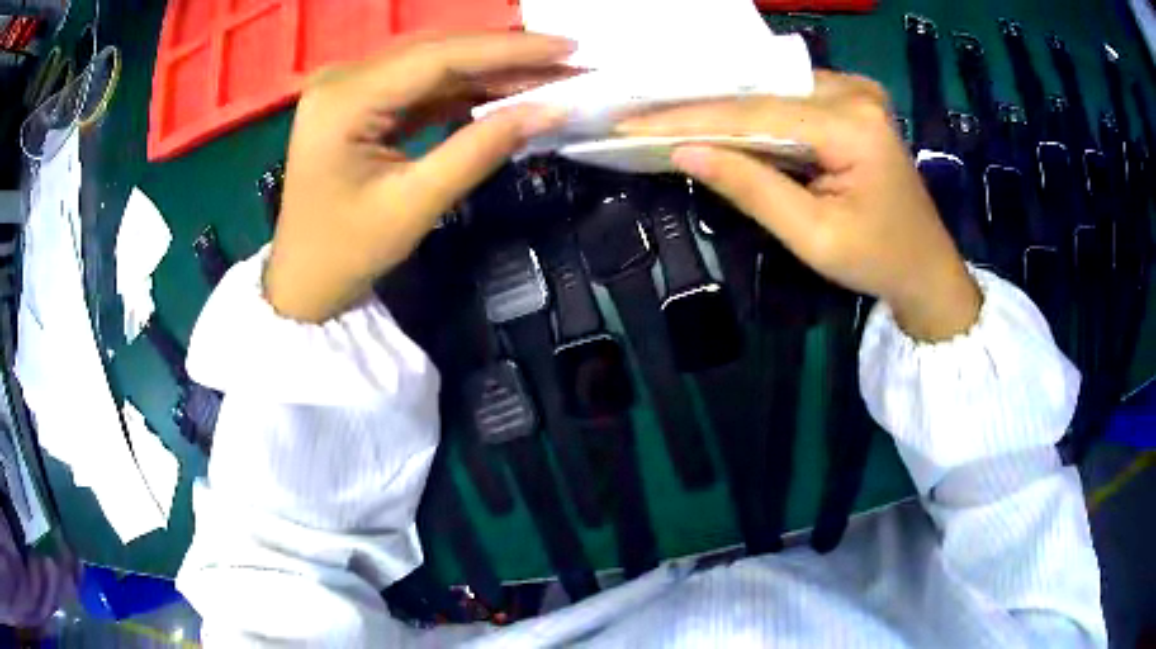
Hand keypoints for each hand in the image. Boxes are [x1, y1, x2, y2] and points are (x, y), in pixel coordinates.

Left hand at [264, 32, 574, 322]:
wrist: (303, 282)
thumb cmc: (346, 253)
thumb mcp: (415, 205)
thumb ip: (481, 150)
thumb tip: (552, 110)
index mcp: (344, 100)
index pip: (438, 58)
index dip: (507, 50)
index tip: (569, 48)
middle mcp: (342, 78)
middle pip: (437, 51)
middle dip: (505, 56)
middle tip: (569, 60)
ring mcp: (349, 87)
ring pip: (433, 64)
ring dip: (490, 69)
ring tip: (549, 74)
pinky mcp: (359, 102)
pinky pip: (420, 85)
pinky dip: (464, 88)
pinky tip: (505, 90)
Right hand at [618, 72, 980, 340]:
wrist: (926, 267)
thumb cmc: (877, 261)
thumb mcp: (813, 236)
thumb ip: (751, 188)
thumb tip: (684, 152)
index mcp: (853, 124)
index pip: (755, 113)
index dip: (689, 118)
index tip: (630, 122)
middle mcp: (854, 91)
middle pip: (761, 94)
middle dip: (700, 107)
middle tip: (638, 114)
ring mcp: (855, 90)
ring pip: (771, 91)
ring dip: (722, 106)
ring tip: (664, 115)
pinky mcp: (851, 100)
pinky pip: (788, 98)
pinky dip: (751, 110)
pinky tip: (716, 118)